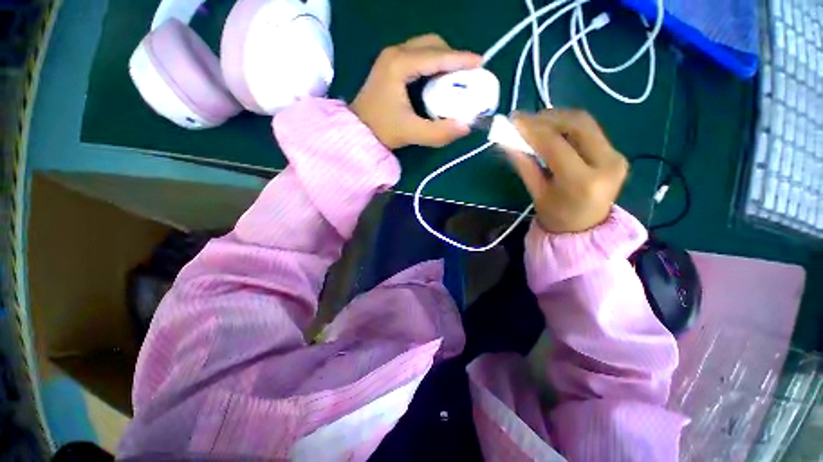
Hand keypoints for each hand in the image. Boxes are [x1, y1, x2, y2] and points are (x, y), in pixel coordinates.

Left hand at [350, 34, 481, 149]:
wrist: (357, 131)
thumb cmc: (382, 130)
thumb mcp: (411, 133)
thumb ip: (439, 132)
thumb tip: (466, 126)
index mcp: (399, 65)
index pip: (436, 56)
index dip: (460, 59)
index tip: (480, 63)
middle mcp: (395, 54)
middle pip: (431, 44)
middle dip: (452, 57)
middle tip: (466, 75)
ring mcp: (391, 57)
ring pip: (425, 48)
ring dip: (443, 59)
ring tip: (455, 78)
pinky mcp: (391, 65)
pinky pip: (418, 56)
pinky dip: (433, 64)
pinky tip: (439, 79)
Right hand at [507, 109, 627, 233]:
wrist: (587, 229)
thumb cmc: (557, 217)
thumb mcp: (537, 194)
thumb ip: (525, 166)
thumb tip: (507, 143)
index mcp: (582, 181)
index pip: (555, 144)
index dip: (531, 130)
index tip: (513, 121)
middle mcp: (606, 163)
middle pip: (577, 123)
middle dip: (547, 117)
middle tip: (524, 120)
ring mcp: (615, 156)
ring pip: (585, 123)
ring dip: (557, 118)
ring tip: (535, 123)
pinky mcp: (615, 153)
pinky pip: (589, 131)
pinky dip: (567, 126)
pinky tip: (551, 130)